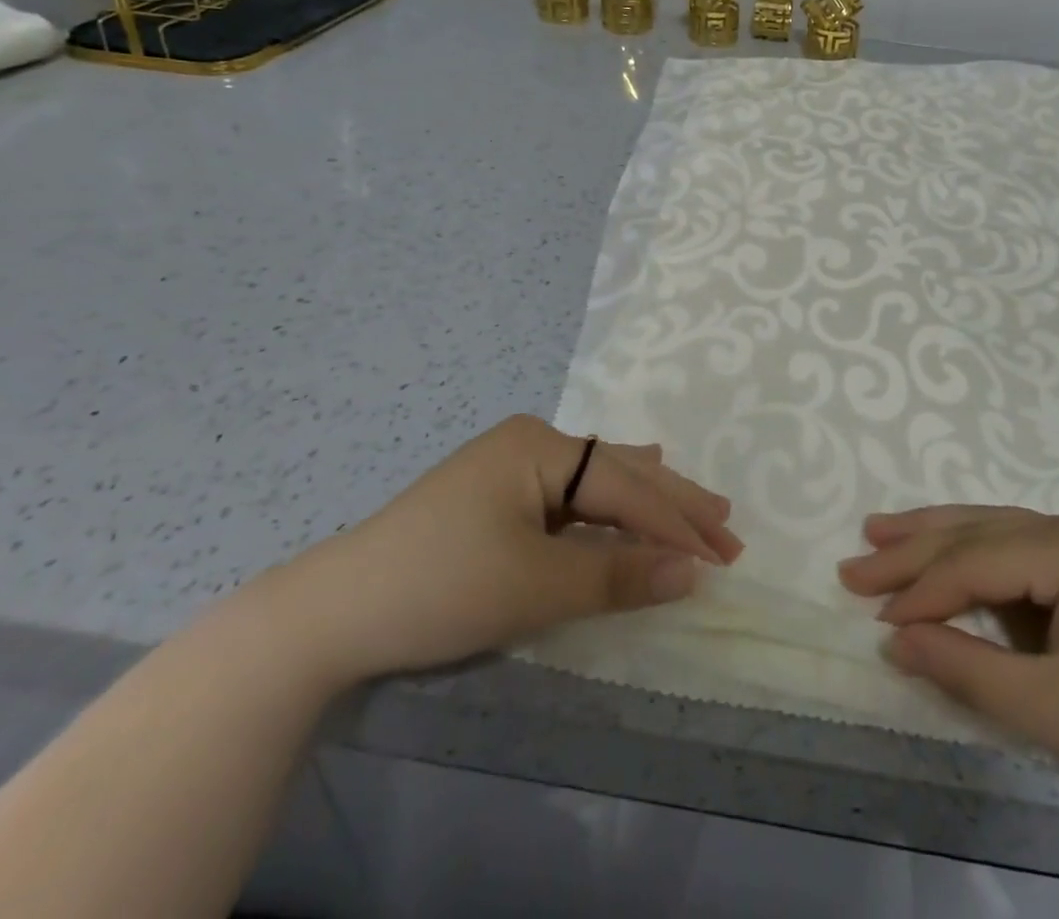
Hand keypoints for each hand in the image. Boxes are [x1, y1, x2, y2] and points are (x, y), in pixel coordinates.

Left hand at [267, 415, 742, 688]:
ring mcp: (513, 468)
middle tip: (729, 526)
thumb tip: (693, 572)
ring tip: (701, 507)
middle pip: (620, 473)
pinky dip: (611, 509)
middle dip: (674, 504)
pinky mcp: (500, 498)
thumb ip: (618, 574)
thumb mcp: (536, 584)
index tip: (722, 556)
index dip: (675, 524)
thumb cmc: (440, 586)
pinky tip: (632, 496)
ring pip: (600, 482)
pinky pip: (574, 498)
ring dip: (649, 502)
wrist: (329, 614)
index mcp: (541, 446)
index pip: (626, 487)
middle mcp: (533, 444)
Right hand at [838, 506, 1058, 873]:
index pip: (974, 560)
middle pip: (980, 531)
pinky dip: (980, 565)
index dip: (920, 589)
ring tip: (882, 533)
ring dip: (940, 541)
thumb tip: (894, 640)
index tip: (872, 615)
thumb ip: (965, 668)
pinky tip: (949, 565)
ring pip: (999, 533)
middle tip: (855, 559)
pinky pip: (1024, 556)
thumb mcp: (1052, 706)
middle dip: (915, 547)